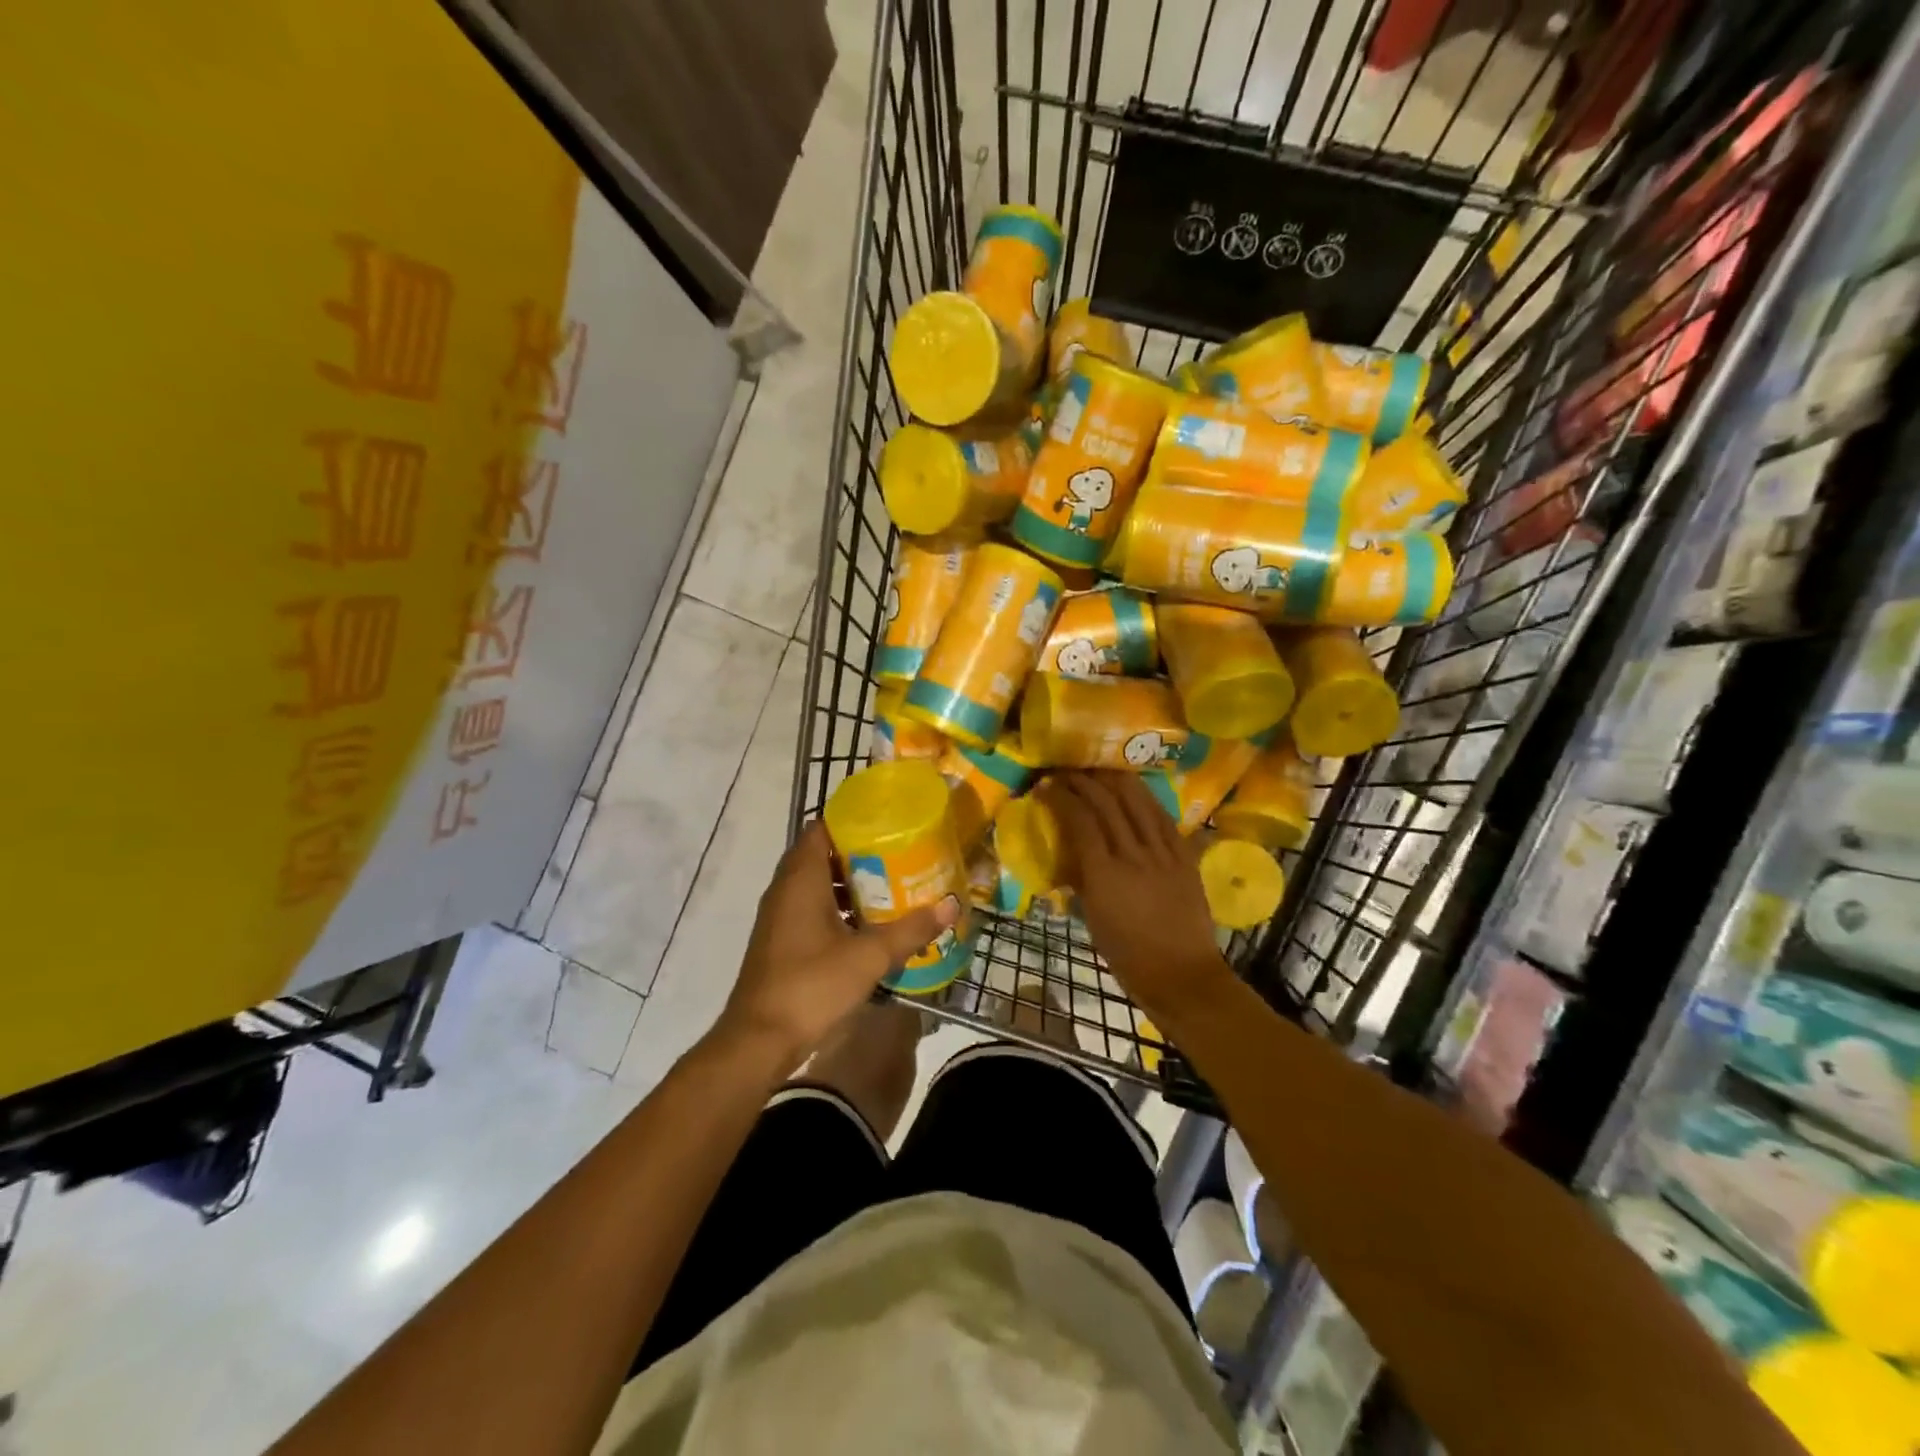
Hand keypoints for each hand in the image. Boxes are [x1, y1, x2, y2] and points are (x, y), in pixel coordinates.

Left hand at [718, 821, 959, 1070]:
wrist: (759, 1041)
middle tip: (901, 853)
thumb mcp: (869, 957)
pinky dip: (839, 908)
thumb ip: (911, 929)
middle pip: (823, 855)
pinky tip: (869, 925)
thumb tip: (951, 905)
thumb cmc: (811, 986)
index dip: (852, 820)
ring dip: (851, 883)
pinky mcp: (782, 941)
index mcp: (801, 879)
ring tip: (893, 884)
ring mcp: (781, 917)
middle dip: (860, 852)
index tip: (887, 821)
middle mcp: (786, 890)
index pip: (821, 829)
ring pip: (818, 884)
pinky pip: (812, 909)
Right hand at [1039, 772, 1233, 1024]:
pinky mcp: (1185, 856)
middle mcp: (1134, 854)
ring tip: (1100, 770)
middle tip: (1068, 773)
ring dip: (1116, 780)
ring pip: (1139, 800)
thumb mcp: (1092, 918)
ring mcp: (1164, 852)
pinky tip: (1136, 791)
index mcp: (1104, 873)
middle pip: (1108, 801)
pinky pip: (1164, 817)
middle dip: (1084, 781)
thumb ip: (1082, 880)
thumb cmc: (1127, 955)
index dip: (1061, 797)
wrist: (1181, 975)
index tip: (1047, 787)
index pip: (1080, 820)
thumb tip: (1071, 856)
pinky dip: (1146, 799)